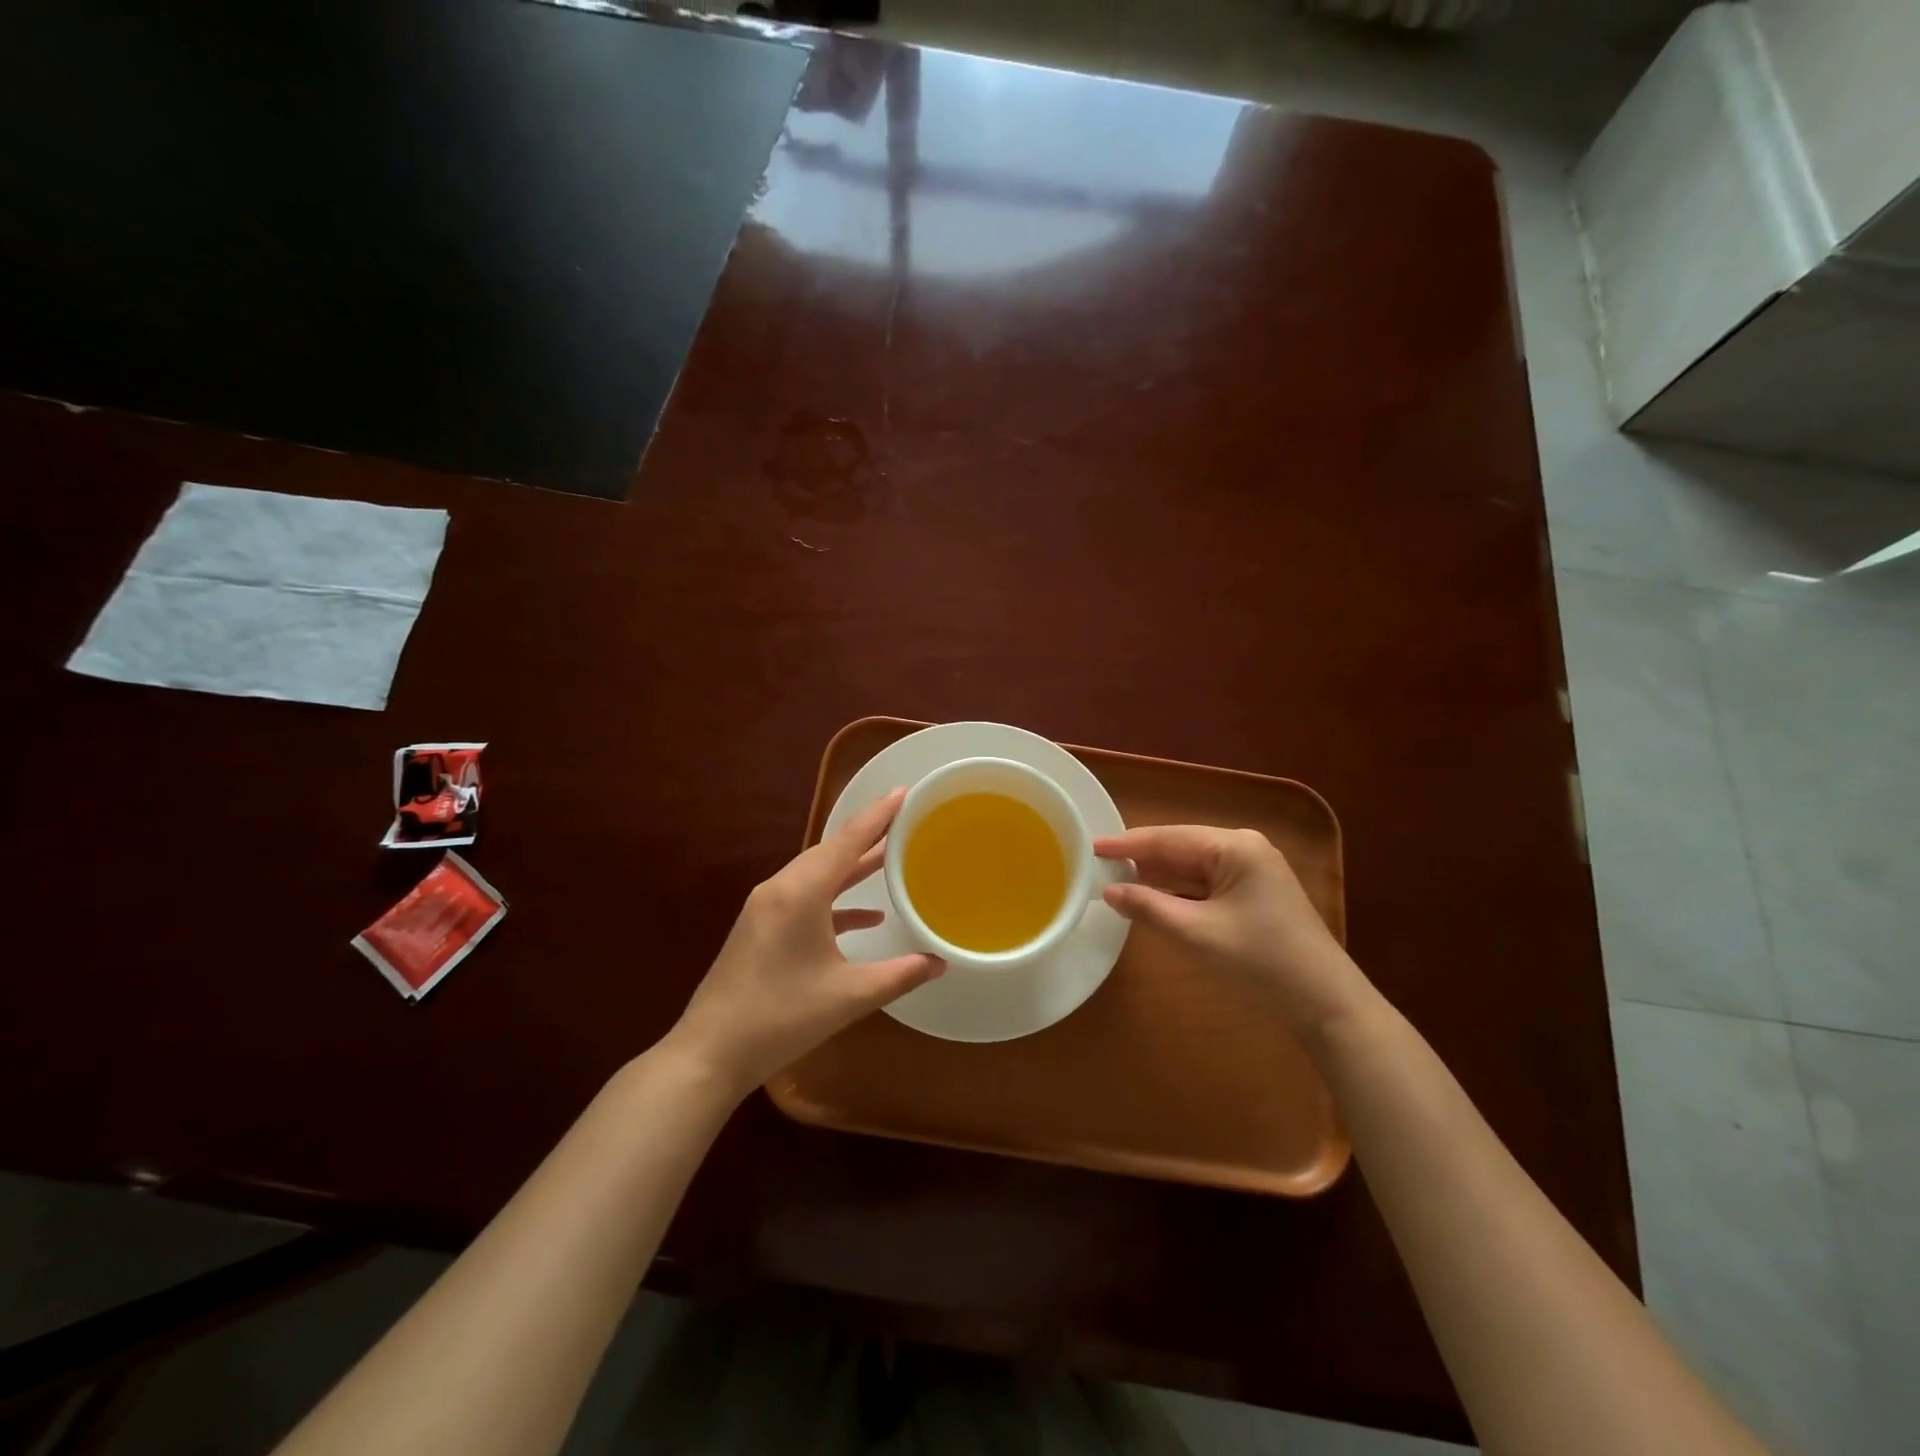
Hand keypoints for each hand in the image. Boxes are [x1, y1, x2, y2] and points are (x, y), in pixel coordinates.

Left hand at [668, 788, 942, 1096]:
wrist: (710, 1052)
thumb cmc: (781, 1018)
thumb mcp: (849, 997)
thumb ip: (899, 974)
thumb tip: (941, 962)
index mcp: (801, 893)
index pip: (847, 842)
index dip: (878, 816)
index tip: (904, 791)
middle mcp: (781, 889)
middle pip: (831, 851)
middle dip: (868, 836)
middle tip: (905, 821)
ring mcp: (766, 908)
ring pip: (817, 874)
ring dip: (852, 868)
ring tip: (891, 858)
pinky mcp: (761, 927)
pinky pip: (805, 898)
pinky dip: (835, 900)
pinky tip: (866, 917)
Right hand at [1094, 825, 1368, 1036]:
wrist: (1325, 1004)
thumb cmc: (1261, 962)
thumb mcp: (1197, 934)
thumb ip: (1149, 907)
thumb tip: (1109, 891)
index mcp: (1235, 847)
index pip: (1169, 838)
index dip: (1127, 844)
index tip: (1091, 845)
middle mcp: (1244, 849)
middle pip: (1180, 848)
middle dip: (1140, 857)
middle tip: (1097, 863)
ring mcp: (1251, 872)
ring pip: (1191, 866)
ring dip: (1157, 874)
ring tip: (1114, 877)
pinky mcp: (1253, 895)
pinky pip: (1204, 884)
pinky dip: (1177, 890)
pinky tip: (1150, 895)